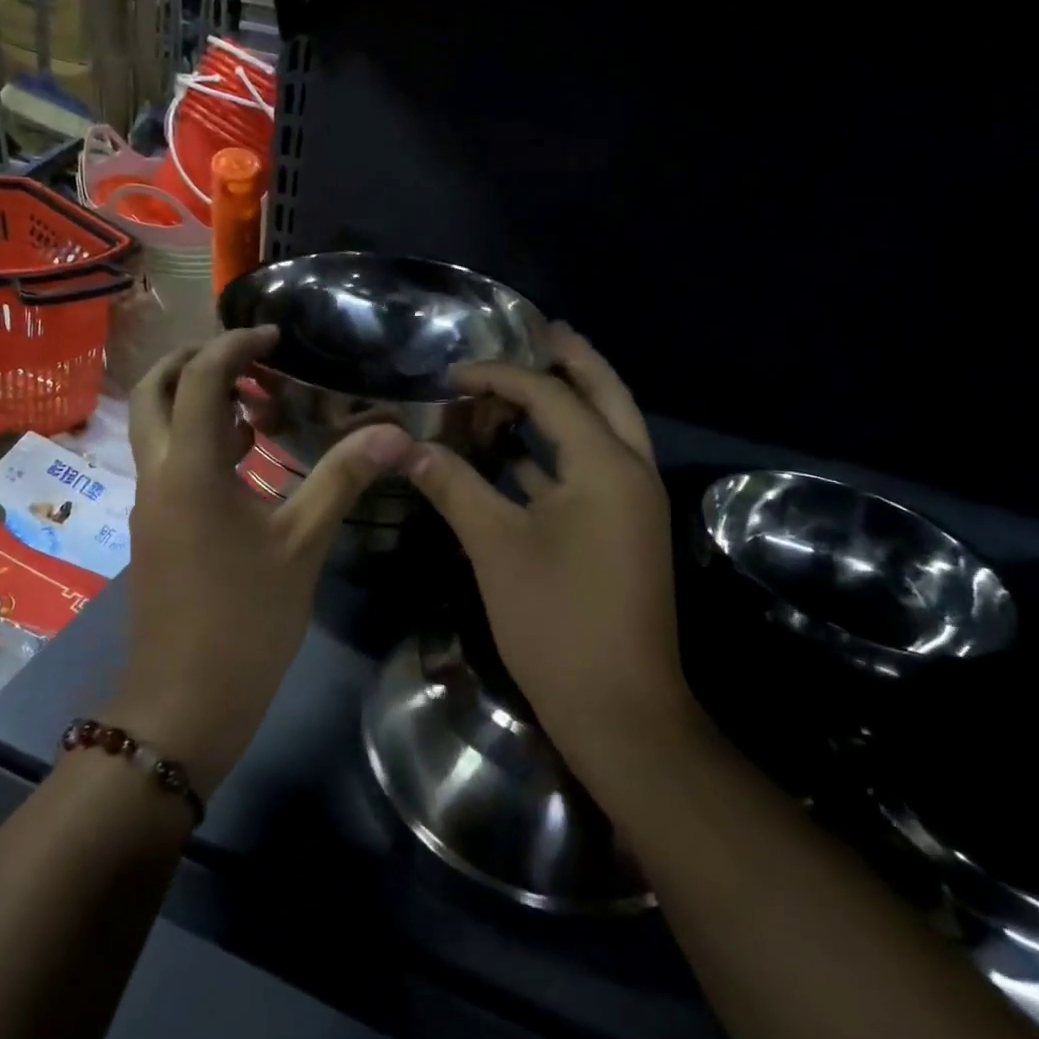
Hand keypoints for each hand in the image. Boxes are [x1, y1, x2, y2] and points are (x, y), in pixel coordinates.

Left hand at [114, 326, 411, 792]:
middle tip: (249, 357)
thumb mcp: (301, 544)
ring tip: (257, 403)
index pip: (201, 377)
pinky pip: (167, 461)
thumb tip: (393, 433)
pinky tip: (246, 457)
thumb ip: (342, 479)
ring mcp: (149, 502)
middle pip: (154, 389)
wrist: (184, 702)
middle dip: (195, 360)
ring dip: (195, 400)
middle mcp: (157, 473)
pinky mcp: (154, 528)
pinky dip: (197, 439)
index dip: (236, 345)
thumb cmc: (245, 621)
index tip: (276, 336)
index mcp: (189, 467)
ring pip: (155, 426)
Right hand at [405, 324, 693, 790]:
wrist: (619, 709)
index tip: (451, 374)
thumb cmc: (556, 621)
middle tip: (540, 329)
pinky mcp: (623, 533)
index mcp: (607, 467)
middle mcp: (632, 473)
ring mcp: (633, 506)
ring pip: (606, 433)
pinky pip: (594, 471)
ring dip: (570, 404)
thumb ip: (454, 485)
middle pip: (606, 396)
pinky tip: (521, 455)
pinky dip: (561, 453)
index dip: (498, 377)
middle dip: (573, 360)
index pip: (550, 397)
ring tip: (527, 381)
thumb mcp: (496, 546)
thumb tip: (405, 444)